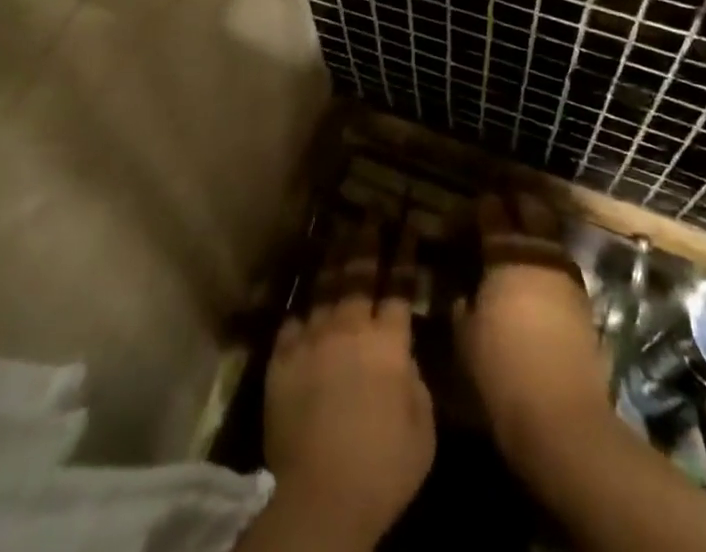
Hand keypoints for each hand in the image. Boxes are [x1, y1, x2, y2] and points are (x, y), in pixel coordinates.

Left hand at [257, 218, 433, 551]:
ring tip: (339, 233)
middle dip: (368, 239)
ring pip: (325, 289)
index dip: (406, 254)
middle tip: (371, 211)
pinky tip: (303, 307)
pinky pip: (292, 325)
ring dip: (334, 260)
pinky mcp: (282, 359)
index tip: (409, 224)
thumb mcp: (422, 430)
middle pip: (360, 274)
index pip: (400, 286)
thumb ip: (415, 384)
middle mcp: (350, 328)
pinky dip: (301, 315)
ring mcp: (313, 340)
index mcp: (388, 343)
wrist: (321, 494)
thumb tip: (403, 361)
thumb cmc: (383, 468)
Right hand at [455, 192, 612, 478]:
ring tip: (521, 238)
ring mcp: (566, 276)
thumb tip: (463, 296)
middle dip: (517, 203)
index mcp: (506, 256)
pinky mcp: (584, 302)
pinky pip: (562, 265)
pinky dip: (549, 261)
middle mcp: (539, 255)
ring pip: (552, 235)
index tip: (472, 207)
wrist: (561, 416)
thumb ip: (462, 308)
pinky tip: (538, 276)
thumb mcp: (465, 339)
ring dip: (537, 230)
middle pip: (532, 210)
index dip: (481, 206)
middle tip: (501, 208)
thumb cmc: (501, 372)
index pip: (492, 213)